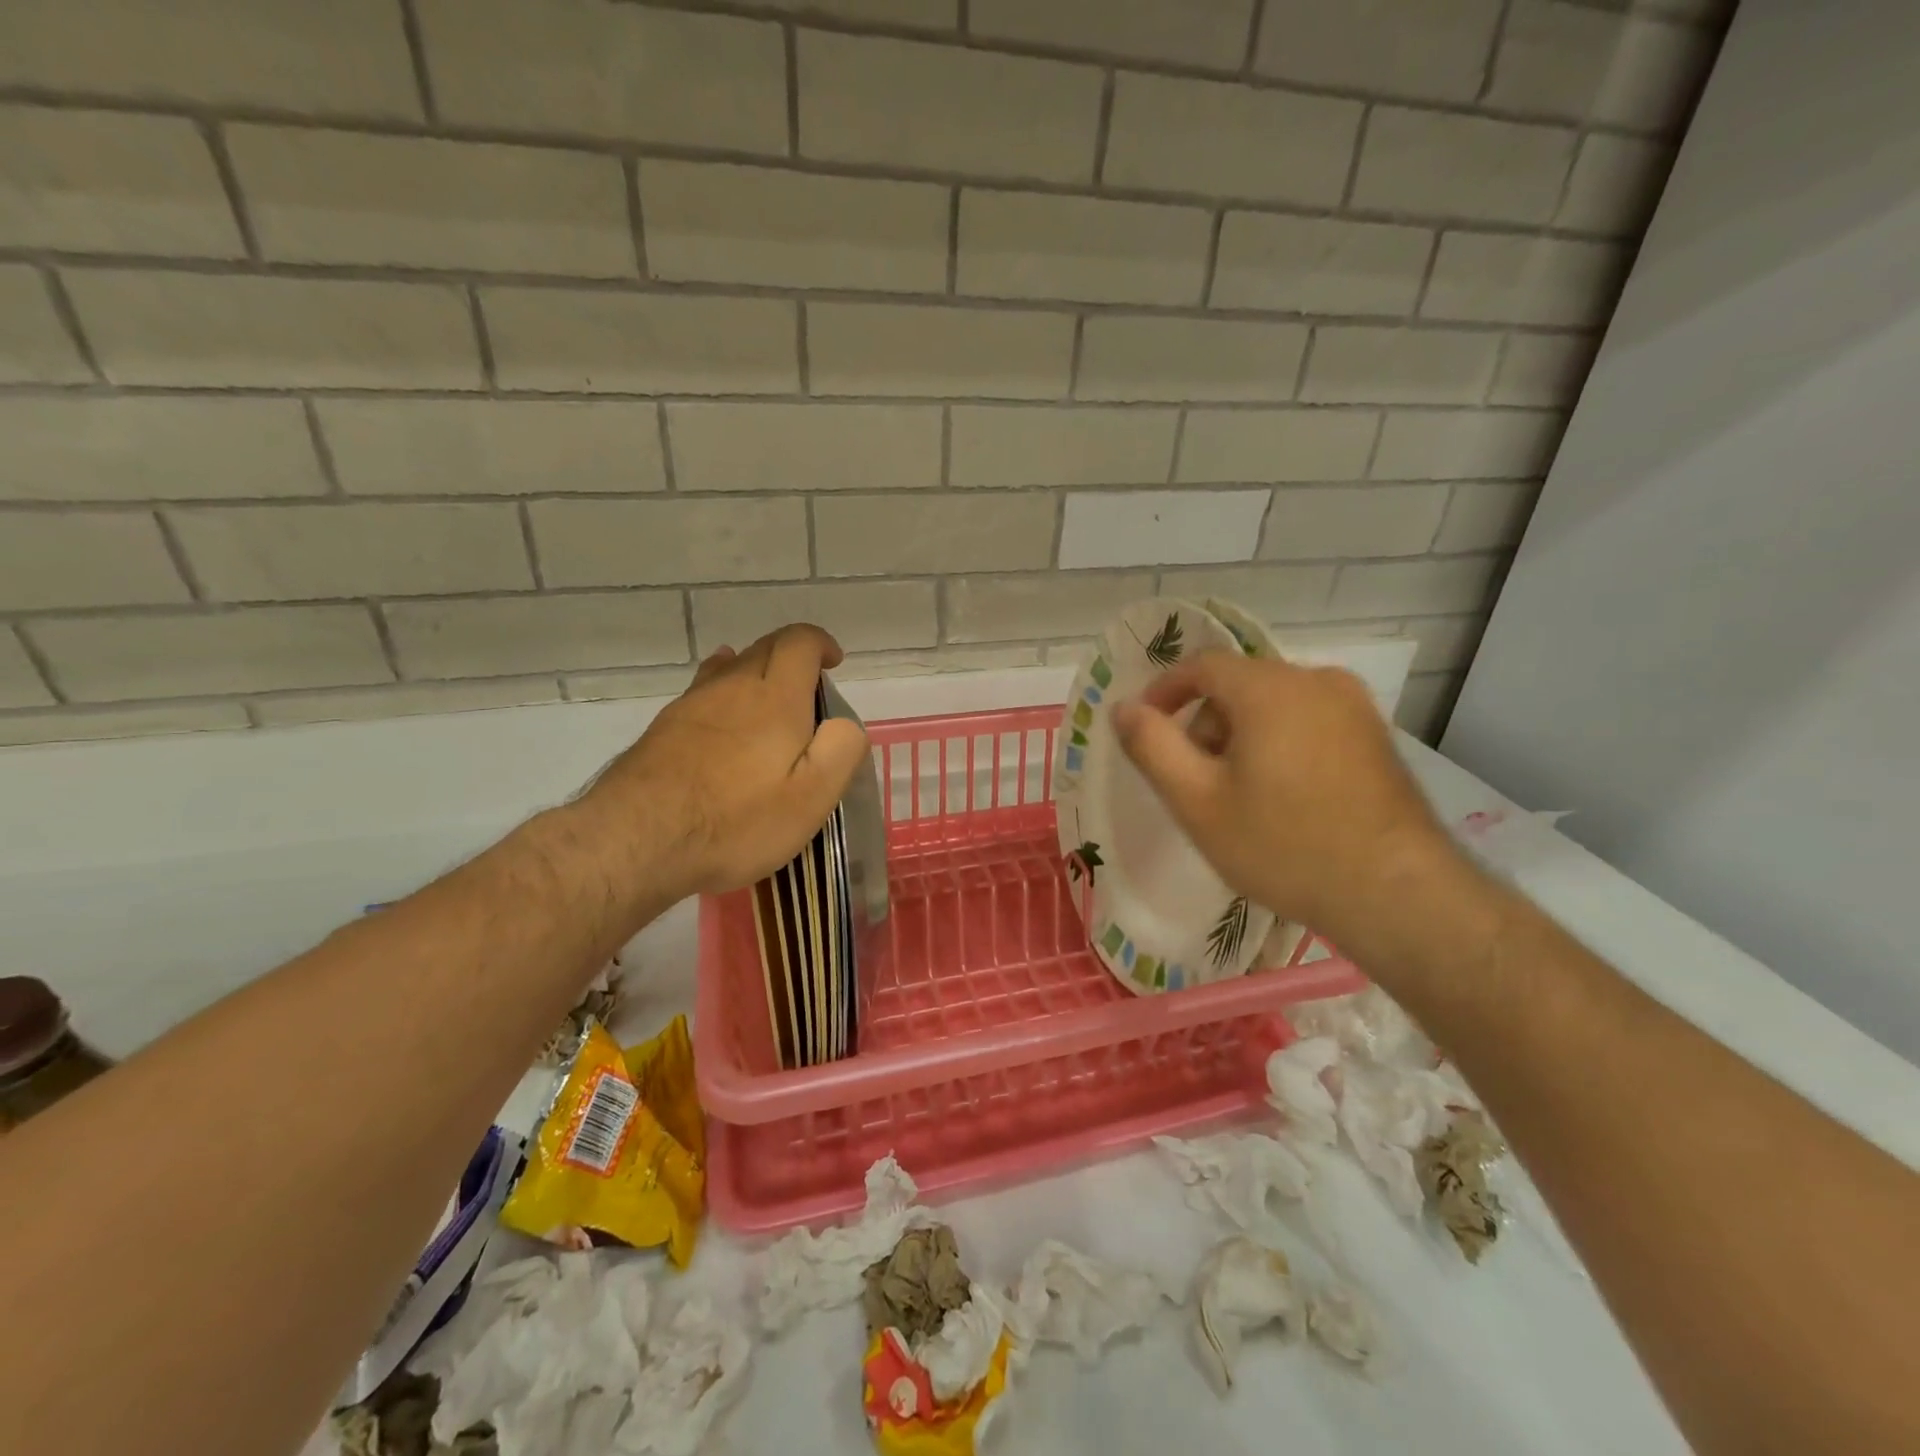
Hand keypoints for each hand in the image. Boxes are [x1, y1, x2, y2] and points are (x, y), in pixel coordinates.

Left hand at [579, 623, 869, 906]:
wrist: (637, 840)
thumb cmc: (737, 821)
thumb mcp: (811, 797)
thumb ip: (840, 750)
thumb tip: (843, 723)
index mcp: (775, 698)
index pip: (799, 642)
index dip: (820, 644)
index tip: (833, 663)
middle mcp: (731, 686)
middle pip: (764, 648)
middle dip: (792, 657)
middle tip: (808, 691)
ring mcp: (691, 704)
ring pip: (728, 668)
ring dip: (755, 673)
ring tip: (768, 698)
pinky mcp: (663, 728)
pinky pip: (703, 693)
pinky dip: (723, 693)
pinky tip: (722, 718)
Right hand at [1111, 650, 1452, 947]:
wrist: (1397, 893)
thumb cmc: (1283, 845)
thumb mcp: (1197, 801)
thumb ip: (1151, 746)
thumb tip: (1124, 708)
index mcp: (1269, 688)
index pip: (1202, 665)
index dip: (1164, 691)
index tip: (1145, 727)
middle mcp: (1316, 680)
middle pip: (1238, 685)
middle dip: (1204, 723)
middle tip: (1194, 780)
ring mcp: (1355, 707)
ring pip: (1275, 704)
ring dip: (1242, 736)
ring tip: (1240, 796)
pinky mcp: (1377, 736)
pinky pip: (1309, 721)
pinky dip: (1280, 744)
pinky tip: (1285, 797)